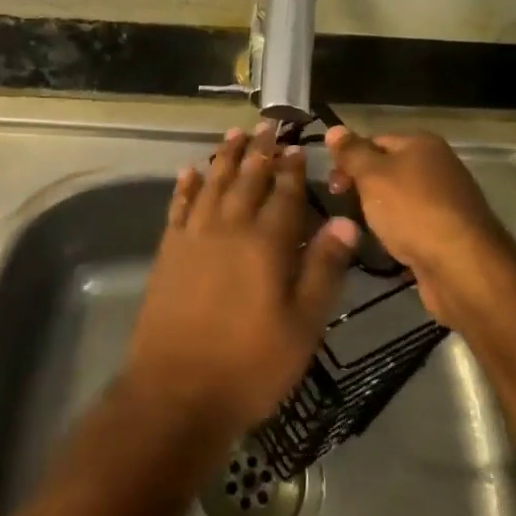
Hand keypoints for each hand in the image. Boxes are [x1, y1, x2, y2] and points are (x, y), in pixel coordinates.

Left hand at [124, 123, 359, 447]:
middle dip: (260, 151)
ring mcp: (195, 236)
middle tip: (267, 124)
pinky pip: (179, 206)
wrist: (177, 390)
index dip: (291, 168)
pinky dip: (187, 186)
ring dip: (225, 157)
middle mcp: (230, 227)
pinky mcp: (169, 250)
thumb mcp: (303, 325)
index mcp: (267, 243)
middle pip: (247, 179)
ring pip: (213, 183)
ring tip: (234, 134)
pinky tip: (190, 171)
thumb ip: (324, 269)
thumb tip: (346, 221)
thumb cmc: (250, 364)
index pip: (284, 194)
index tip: (296, 145)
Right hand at [322, 126, 511, 320]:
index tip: (333, 185)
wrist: (462, 267)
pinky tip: (388, 248)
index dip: (350, 159)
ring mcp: (447, 201)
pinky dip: (399, 234)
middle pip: (389, 170)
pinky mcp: (450, 234)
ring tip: (362, 230)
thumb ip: (352, 153)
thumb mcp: (372, 175)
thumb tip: (333, 129)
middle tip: (343, 208)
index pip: (375, 141)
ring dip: (380, 214)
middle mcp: (439, 166)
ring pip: (400, 201)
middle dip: (363, 188)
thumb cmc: (413, 211)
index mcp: (423, 144)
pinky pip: (415, 226)